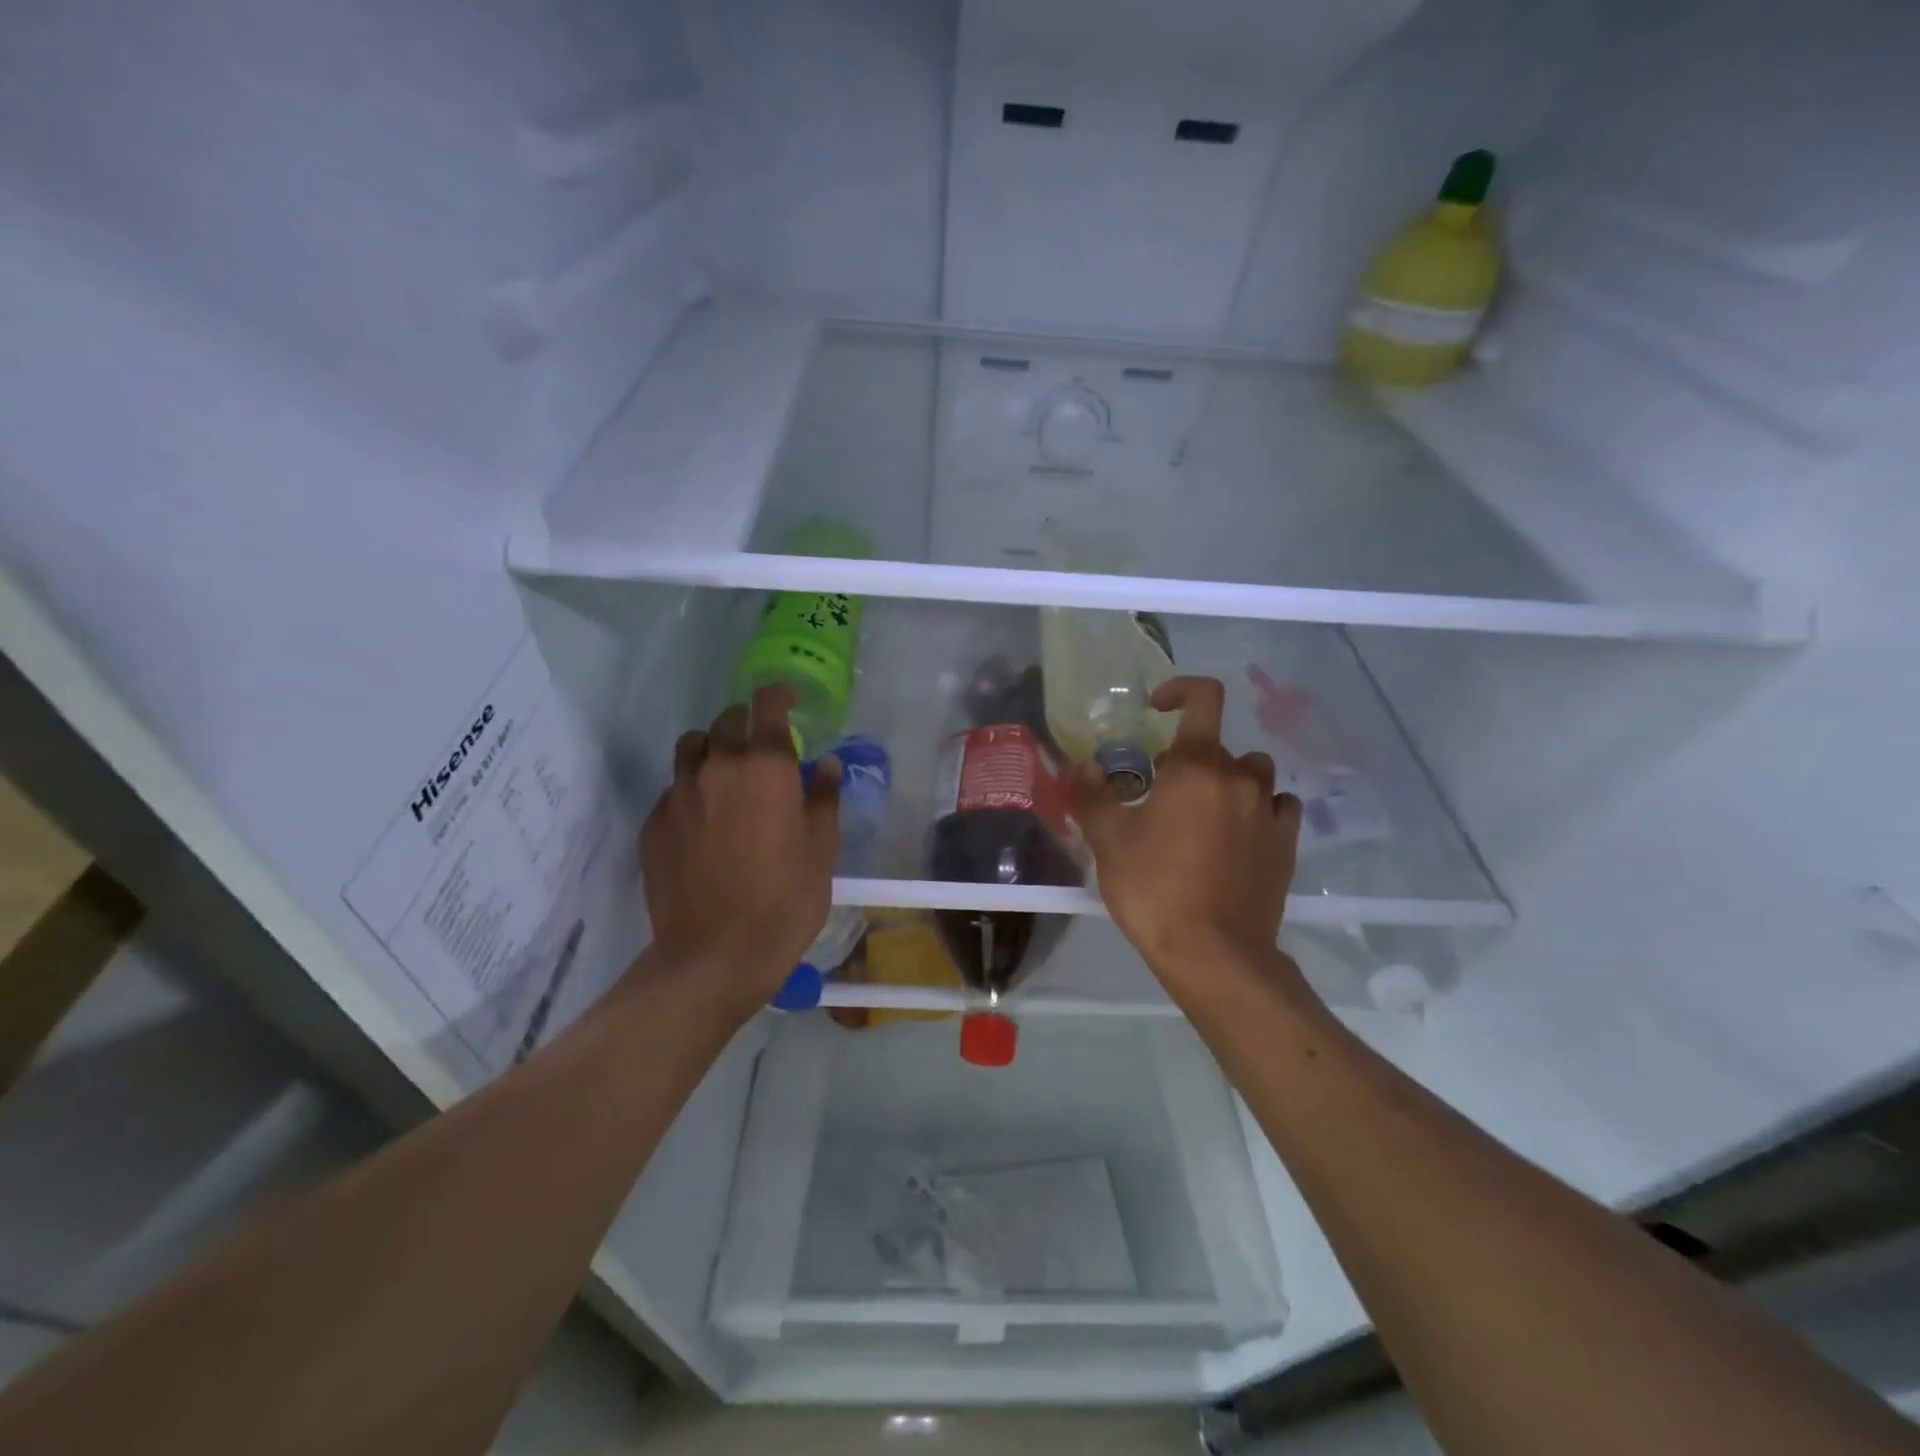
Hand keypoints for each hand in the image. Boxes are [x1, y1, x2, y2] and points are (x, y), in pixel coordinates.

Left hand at [638, 685, 840, 1013]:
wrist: (714, 955)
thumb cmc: (785, 900)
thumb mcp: (822, 849)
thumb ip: (823, 797)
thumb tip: (825, 764)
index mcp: (765, 767)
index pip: (766, 705)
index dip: (778, 695)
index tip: (788, 701)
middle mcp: (717, 768)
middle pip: (727, 720)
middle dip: (747, 722)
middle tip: (762, 745)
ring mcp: (678, 794)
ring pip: (691, 747)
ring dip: (712, 748)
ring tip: (726, 773)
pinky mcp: (653, 824)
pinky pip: (673, 788)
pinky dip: (691, 789)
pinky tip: (703, 821)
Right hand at [1071, 676, 1302, 993]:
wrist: (1214, 953)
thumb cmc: (1154, 890)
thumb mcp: (1108, 842)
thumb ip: (1091, 795)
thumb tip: (1083, 766)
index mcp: (1196, 768)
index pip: (1204, 698)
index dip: (1181, 690)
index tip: (1158, 709)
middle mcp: (1238, 778)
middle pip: (1219, 746)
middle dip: (1189, 759)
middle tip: (1161, 794)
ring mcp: (1268, 811)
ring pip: (1253, 773)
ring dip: (1229, 780)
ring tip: (1203, 812)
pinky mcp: (1286, 844)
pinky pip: (1277, 807)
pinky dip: (1258, 809)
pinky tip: (1239, 834)